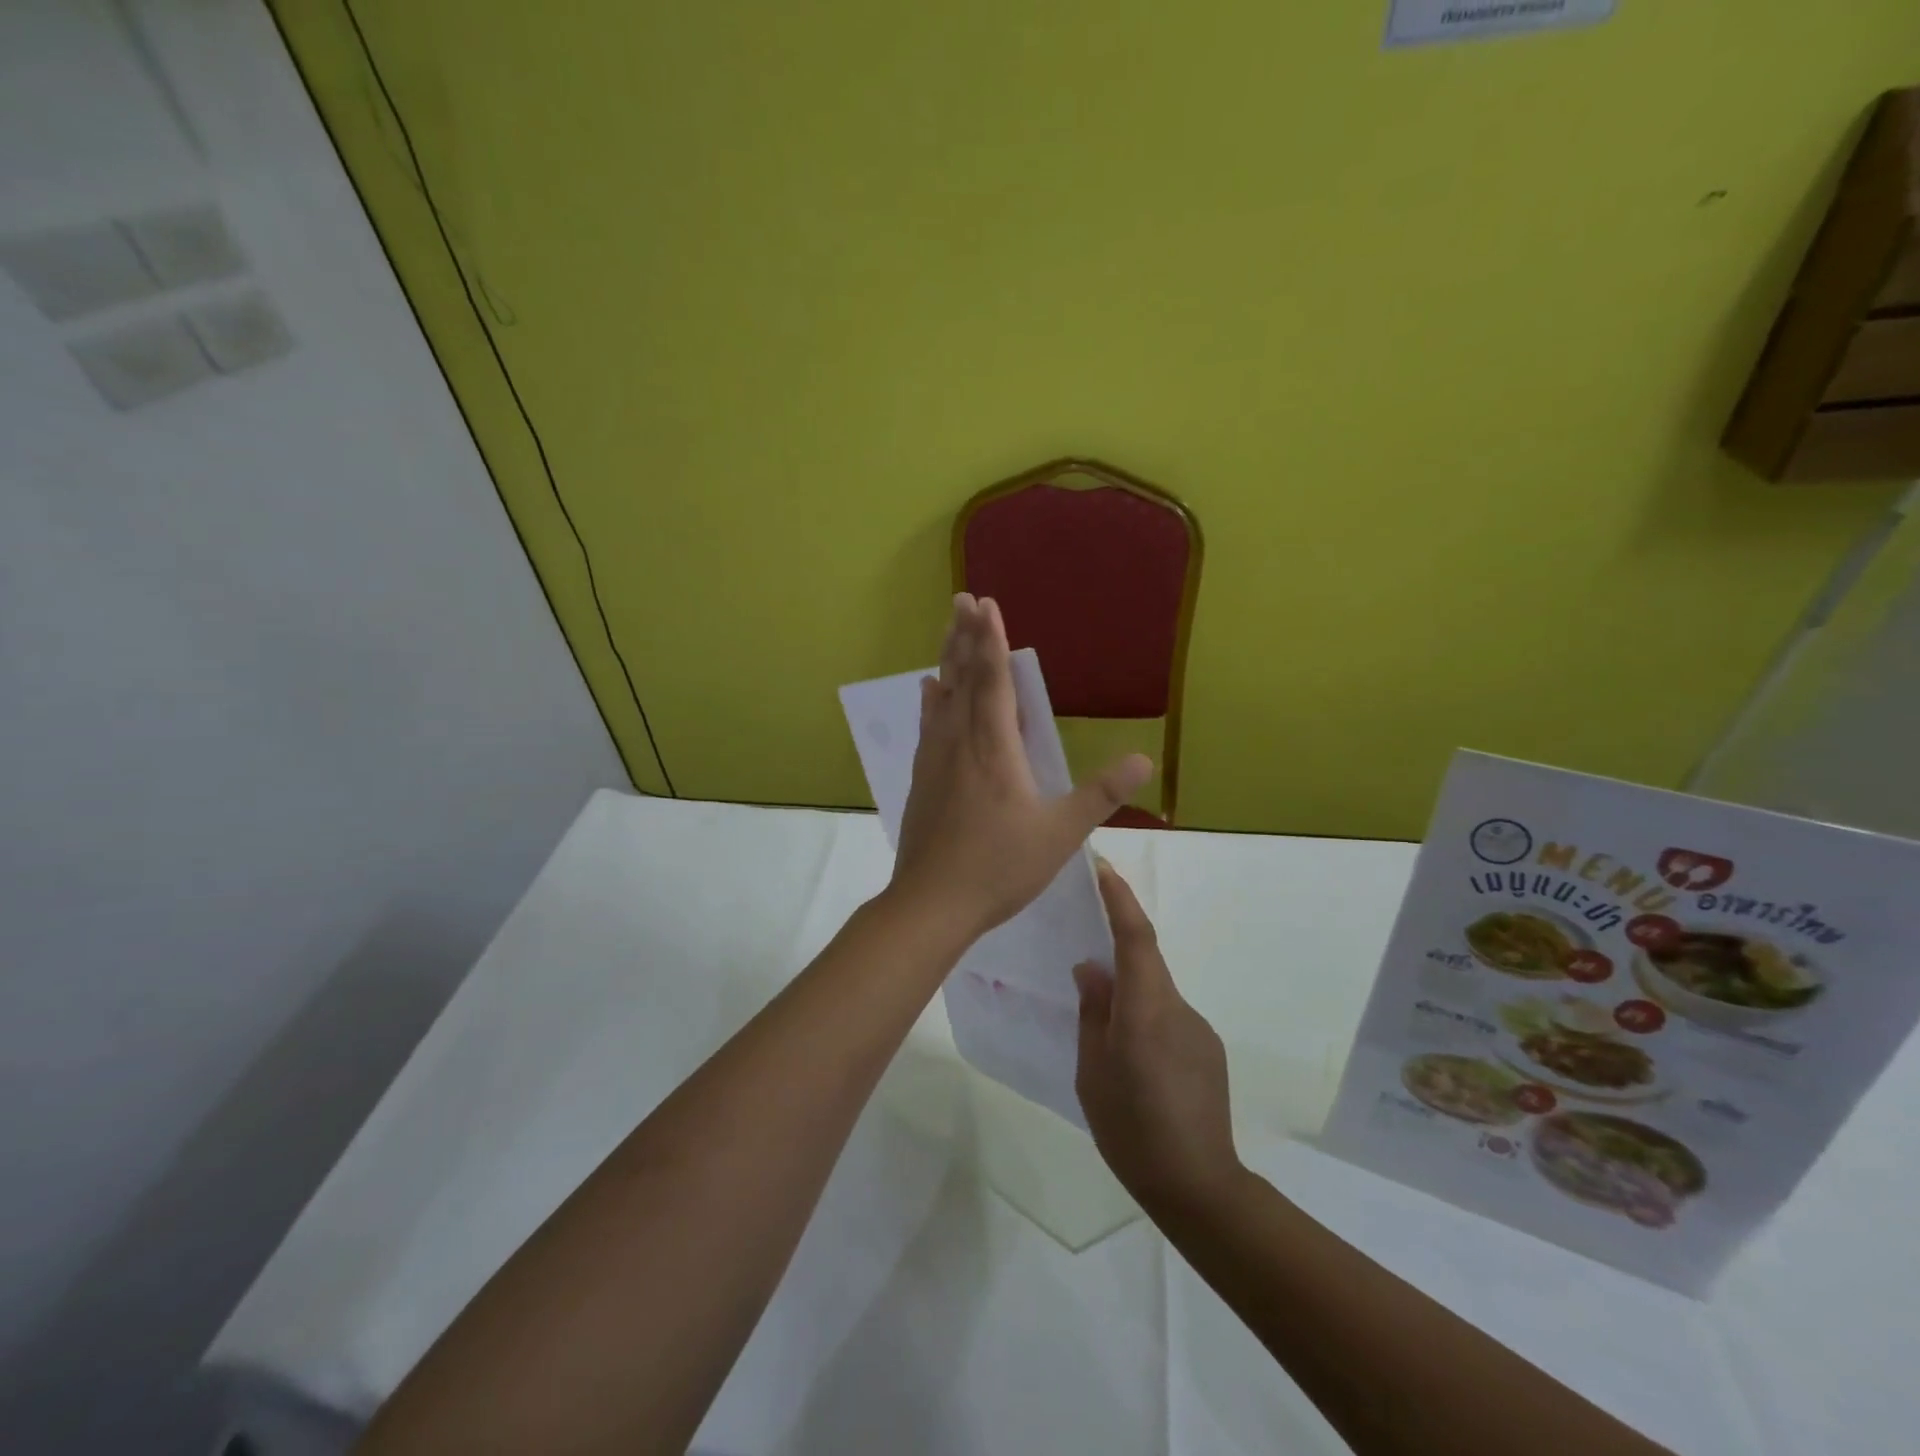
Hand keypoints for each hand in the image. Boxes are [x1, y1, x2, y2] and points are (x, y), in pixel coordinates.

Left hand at [888, 594, 1151, 941]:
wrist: (932, 903)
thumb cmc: (999, 867)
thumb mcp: (1060, 834)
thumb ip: (1100, 795)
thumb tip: (1143, 759)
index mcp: (994, 749)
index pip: (993, 681)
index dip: (990, 641)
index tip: (986, 604)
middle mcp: (960, 743)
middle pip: (962, 679)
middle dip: (964, 636)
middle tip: (961, 599)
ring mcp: (935, 761)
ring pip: (942, 698)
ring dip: (947, 660)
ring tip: (948, 632)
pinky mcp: (923, 780)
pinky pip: (929, 726)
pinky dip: (931, 701)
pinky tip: (928, 691)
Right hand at [1074, 862, 1242, 1215]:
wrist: (1199, 1186)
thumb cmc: (1131, 1129)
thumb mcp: (1092, 1071)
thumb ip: (1092, 1012)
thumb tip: (1090, 967)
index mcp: (1145, 1009)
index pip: (1135, 937)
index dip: (1120, 898)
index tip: (1104, 867)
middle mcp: (1178, 1008)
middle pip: (1145, 961)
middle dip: (1116, 950)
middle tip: (1082, 964)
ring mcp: (1198, 1028)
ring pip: (1155, 993)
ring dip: (1130, 998)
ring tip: (1105, 1039)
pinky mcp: (1208, 1049)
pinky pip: (1169, 1018)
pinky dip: (1146, 1021)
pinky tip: (1135, 1064)